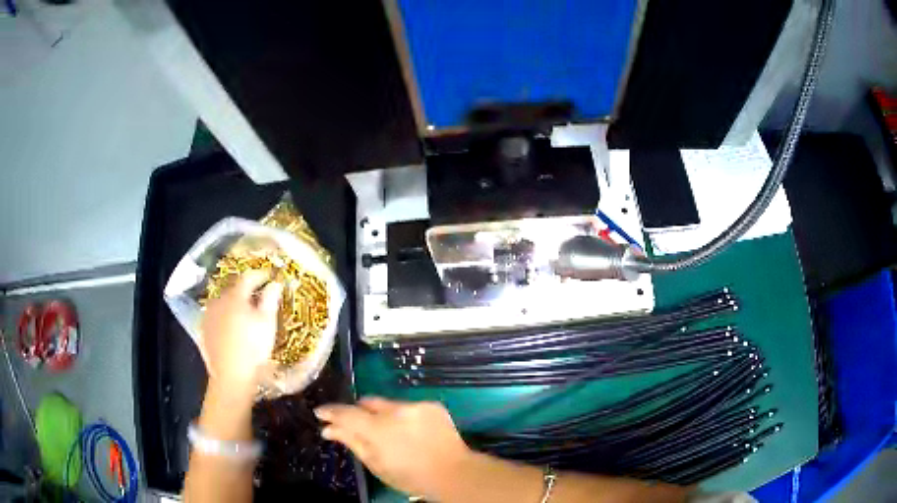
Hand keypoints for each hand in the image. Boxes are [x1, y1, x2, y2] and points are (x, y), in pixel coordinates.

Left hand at [199, 271, 282, 392]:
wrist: (231, 376)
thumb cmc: (253, 348)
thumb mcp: (267, 323)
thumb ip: (270, 298)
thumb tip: (275, 283)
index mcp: (235, 296)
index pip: (249, 277)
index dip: (261, 275)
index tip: (271, 277)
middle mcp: (218, 301)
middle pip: (234, 289)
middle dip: (247, 290)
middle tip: (260, 297)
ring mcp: (209, 315)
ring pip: (224, 303)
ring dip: (235, 304)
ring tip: (246, 314)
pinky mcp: (204, 330)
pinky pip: (217, 317)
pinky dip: (225, 317)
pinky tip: (232, 328)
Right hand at [315, 398, 471, 498]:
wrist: (454, 473)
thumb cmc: (410, 476)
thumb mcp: (376, 464)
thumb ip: (351, 442)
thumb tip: (328, 428)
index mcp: (378, 428)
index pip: (347, 413)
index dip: (331, 411)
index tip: (321, 412)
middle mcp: (395, 410)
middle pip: (367, 403)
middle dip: (360, 413)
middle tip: (358, 427)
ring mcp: (416, 405)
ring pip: (389, 405)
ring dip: (383, 415)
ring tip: (391, 434)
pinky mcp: (432, 405)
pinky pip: (409, 407)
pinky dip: (404, 416)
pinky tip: (411, 432)